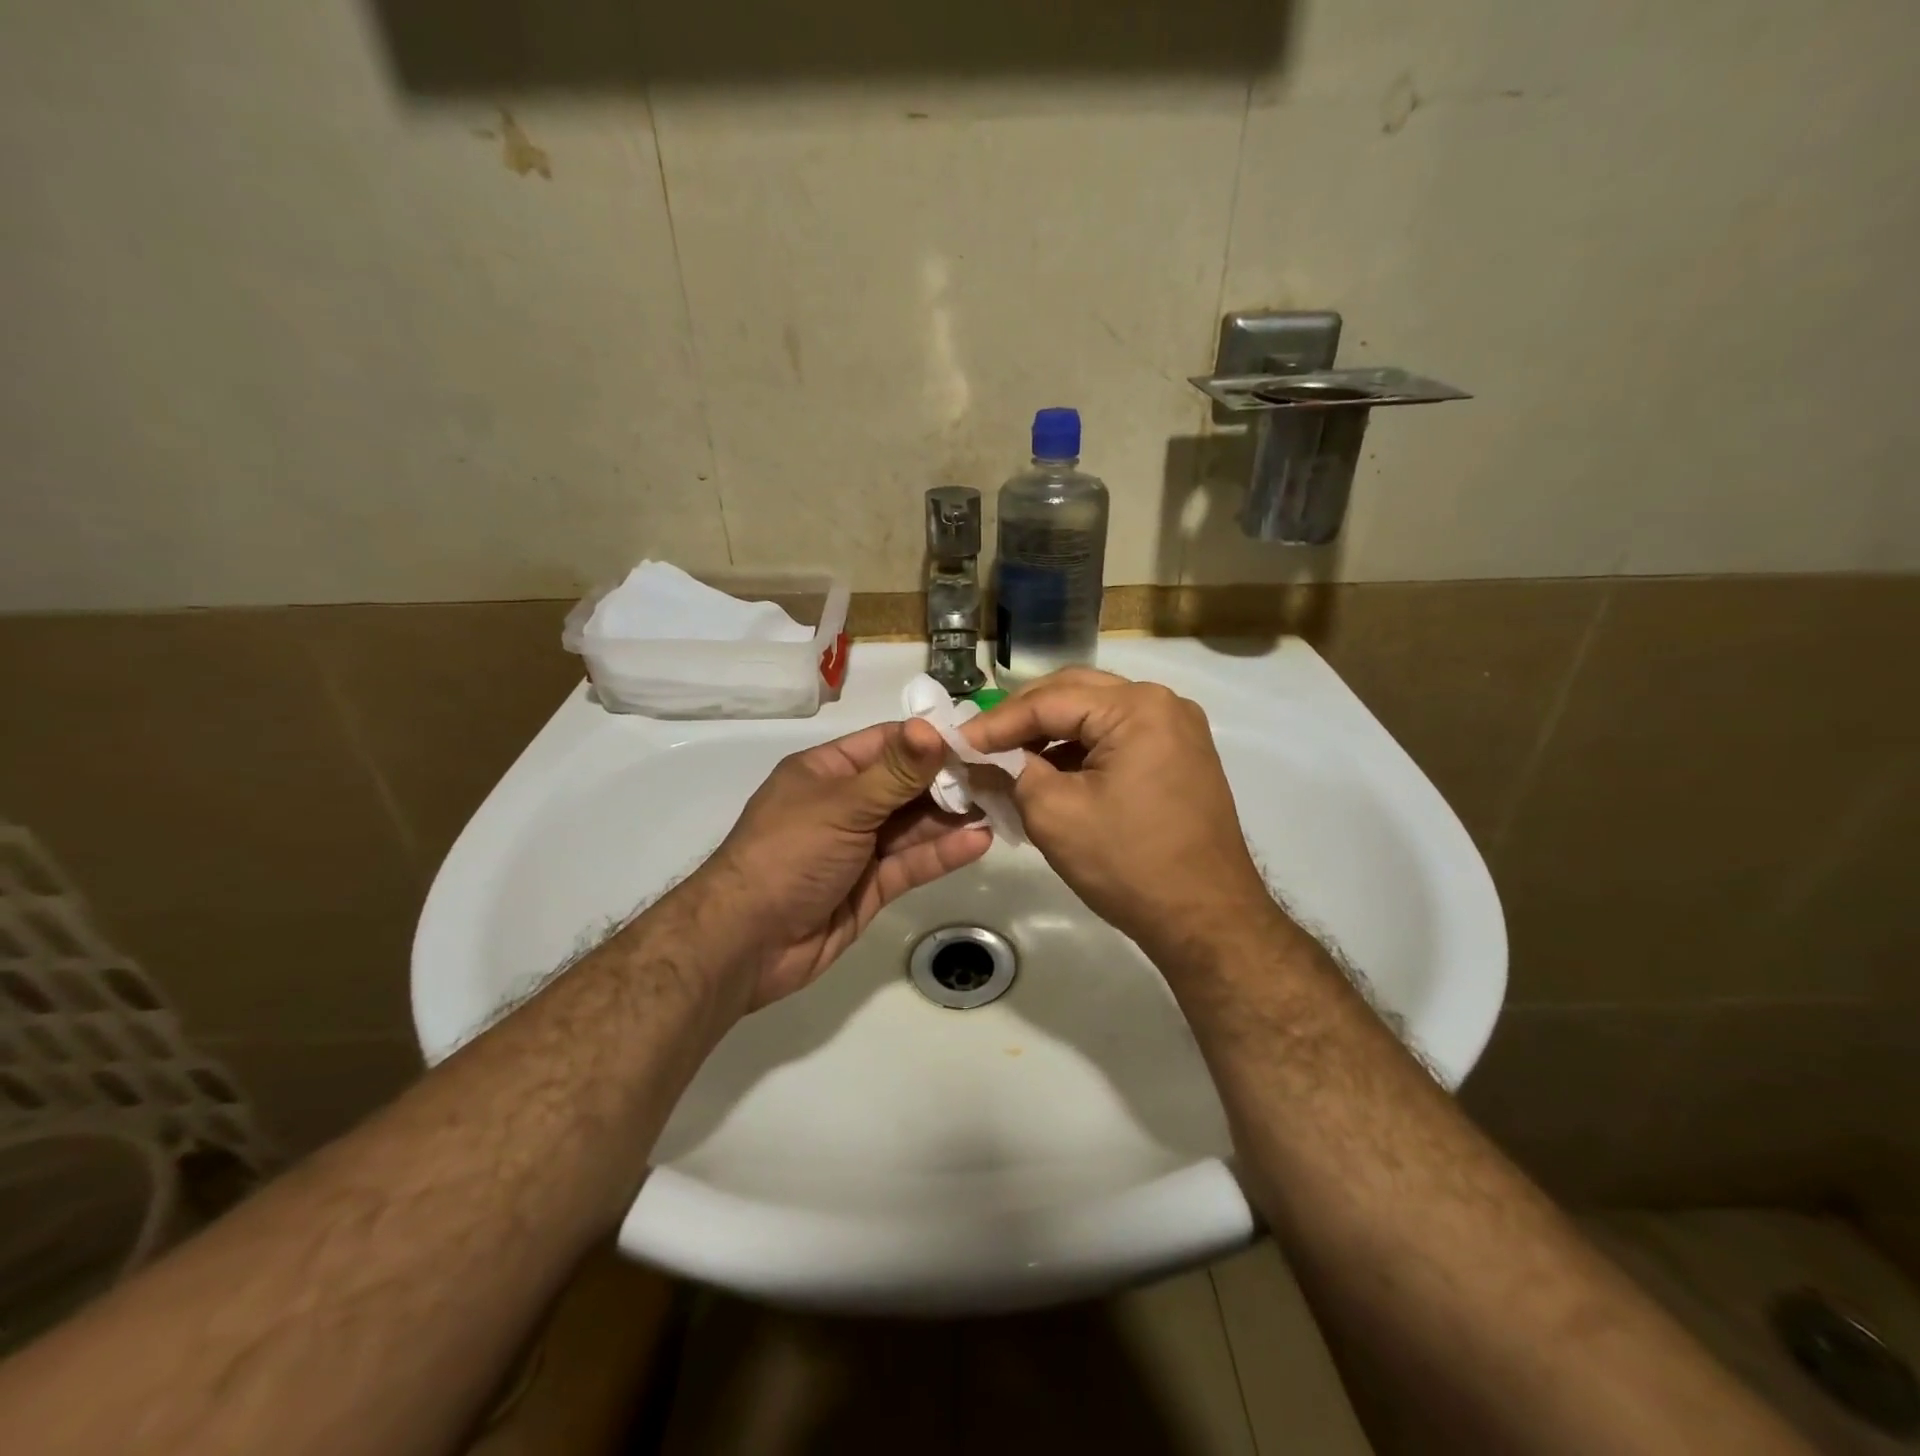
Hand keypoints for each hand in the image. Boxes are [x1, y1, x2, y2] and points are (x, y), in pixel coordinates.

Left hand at [689, 718, 991, 1009]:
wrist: (746, 943)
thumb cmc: (788, 855)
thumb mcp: (842, 806)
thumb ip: (895, 772)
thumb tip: (934, 726)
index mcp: (827, 772)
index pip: (887, 744)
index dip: (930, 741)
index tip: (979, 740)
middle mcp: (845, 805)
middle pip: (906, 785)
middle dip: (950, 782)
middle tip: (1002, 777)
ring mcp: (859, 848)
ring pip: (914, 826)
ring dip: (953, 818)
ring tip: (1000, 807)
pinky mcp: (871, 887)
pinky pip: (912, 863)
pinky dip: (943, 853)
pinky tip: (979, 842)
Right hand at [961, 668, 1279, 961]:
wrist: (1207, 920)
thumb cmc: (1128, 864)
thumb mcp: (1054, 815)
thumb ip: (1009, 774)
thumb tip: (977, 760)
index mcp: (1136, 707)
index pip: (1048, 701)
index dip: (996, 722)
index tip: (956, 742)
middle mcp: (1162, 703)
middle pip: (1074, 695)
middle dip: (1023, 719)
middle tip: (981, 744)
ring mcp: (1176, 730)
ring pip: (1095, 715)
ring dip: (1050, 734)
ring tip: (1008, 760)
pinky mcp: (1180, 757)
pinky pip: (1118, 738)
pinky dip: (1080, 750)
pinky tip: (1049, 773)